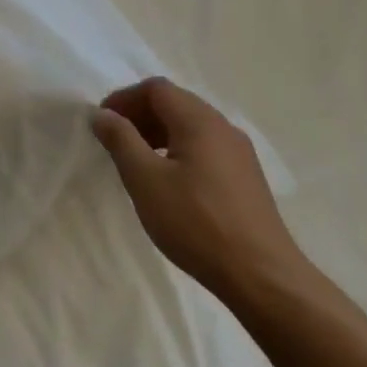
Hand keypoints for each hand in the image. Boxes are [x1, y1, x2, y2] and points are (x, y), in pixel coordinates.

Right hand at [92, 77, 303, 309]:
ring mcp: (240, 153)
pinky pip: (205, 147)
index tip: (102, 122)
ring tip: (138, 161)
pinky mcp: (247, 178)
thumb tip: (102, 113)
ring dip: (159, 133)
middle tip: (115, 140)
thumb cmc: (196, 223)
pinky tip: (170, 182)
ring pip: (191, 126)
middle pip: (175, 103)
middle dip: (140, 114)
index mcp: (199, 120)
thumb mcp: (145, 180)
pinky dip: (179, 150)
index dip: (124, 98)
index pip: (156, 88)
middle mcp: (223, 127)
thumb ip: (120, 140)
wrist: (263, 278)